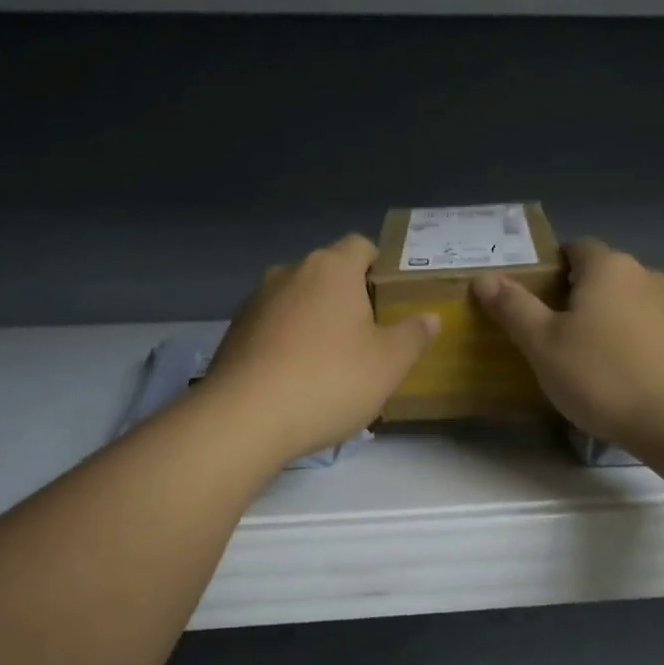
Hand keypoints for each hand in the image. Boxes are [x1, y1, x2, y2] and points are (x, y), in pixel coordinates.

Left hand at [204, 235, 437, 464]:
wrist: (244, 418)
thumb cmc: (330, 380)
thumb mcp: (389, 363)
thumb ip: (413, 335)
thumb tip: (430, 317)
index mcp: (331, 268)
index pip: (361, 245)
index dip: (379, 266)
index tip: (391, 298)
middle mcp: (289, 272)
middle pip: (327, 273)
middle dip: (348, 297)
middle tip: (369, 335)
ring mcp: (256, 301)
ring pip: (297, 300)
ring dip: (315, 320)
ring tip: (331, 362)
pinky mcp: (233, 332)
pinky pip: (272, 326)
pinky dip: (287, 342)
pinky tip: (296, 378)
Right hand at [474, 239, 663, 452]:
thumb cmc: (603, 374)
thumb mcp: (543, 343)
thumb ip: (513, 307)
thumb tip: (484, 278)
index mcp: (607, 266)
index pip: (575, 247)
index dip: (550, 268)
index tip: (532, 299)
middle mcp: (644, 275)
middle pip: (600, 275)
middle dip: (574, 296)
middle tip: (548, 332)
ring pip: (624, 303)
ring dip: (603, 320)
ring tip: (581, 358)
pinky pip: (645, 328)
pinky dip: (627, 341)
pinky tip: (617, 375)